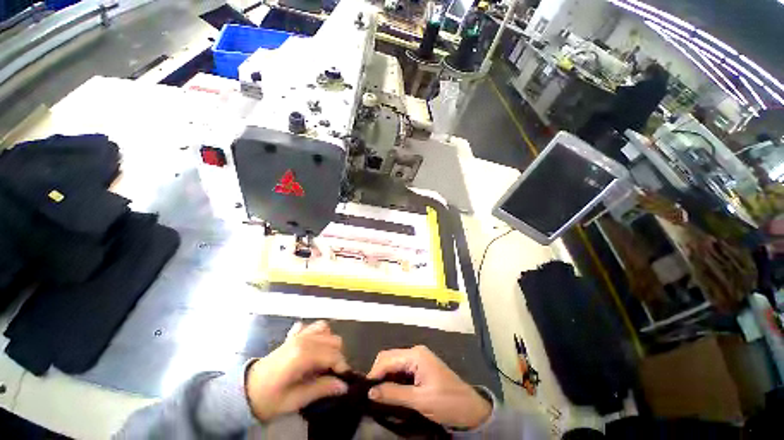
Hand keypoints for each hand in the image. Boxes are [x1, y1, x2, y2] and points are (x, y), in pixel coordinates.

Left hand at [245, 321, 349, 421]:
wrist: (244, 391)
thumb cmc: (267, 399)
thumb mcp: (293, 401)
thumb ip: (320, 389)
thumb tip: (344, 386)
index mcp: (303, 354)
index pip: (333, 354)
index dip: (341, 366)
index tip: (342, 380)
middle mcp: (303, 339)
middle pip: (333, 340)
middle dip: (337, 356)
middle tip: (330, 374)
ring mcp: (298, 334)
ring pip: (326, 330)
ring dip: (329, 344)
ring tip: (323, 361)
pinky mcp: (294, 335)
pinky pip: (312, 327)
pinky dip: (318, 335)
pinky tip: (313, 348)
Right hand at [367, 345, 490, 428]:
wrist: (472, 409)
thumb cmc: (448, 402)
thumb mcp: (420, 400)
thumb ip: (394, 393)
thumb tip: (371, 391)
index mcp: (416, 355)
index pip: (387, 358)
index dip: (374, 373)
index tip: (365, 391)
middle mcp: (415, 352)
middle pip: (389, 358)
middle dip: (379, 374)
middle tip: (371, 395)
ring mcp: (418, 359)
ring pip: (394, 363)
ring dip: (385, 377)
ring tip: (378, 395)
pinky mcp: (421, 368)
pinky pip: (401, 369)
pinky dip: (394, 379)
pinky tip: (390, 392)